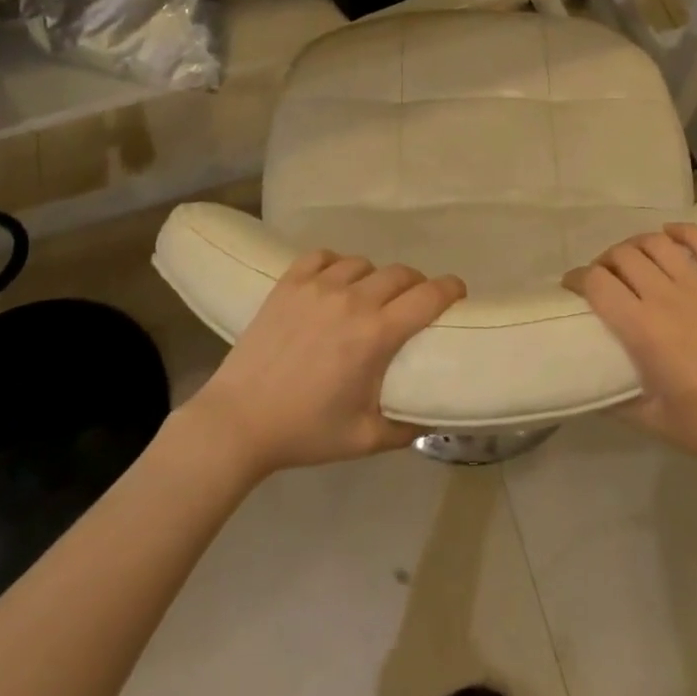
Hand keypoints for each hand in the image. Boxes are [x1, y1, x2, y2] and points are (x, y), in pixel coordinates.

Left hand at [182, 250, 465, 479]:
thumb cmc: (305, 431)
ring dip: (375, 277)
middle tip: (413, 303)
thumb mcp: (364, 439)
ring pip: (363, 263)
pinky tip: (334, 281)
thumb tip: (431, 417)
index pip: (428, 296)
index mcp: (376, 334)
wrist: (238, 422)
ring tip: (369, 296)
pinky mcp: (289, 282)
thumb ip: (405, 427)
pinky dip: (336, 264)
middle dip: (415, 284)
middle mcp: (352, 300)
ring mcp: (318, 286)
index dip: (450, 288)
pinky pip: (323, 256)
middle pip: (400, 273)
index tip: (458, 292)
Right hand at [566, 224, 696, 479]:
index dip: (577, 278)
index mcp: (643, 329)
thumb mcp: (652, 423)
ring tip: (631, 259)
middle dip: (603, 262)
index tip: (571, 286)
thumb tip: (586, 391)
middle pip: (622, 256)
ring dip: (635, 245)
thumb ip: (614, 403)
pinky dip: (682, 231)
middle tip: (602, 278)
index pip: (597, 283)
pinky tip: (669, 234)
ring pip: (656, 243)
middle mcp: (667, 297)